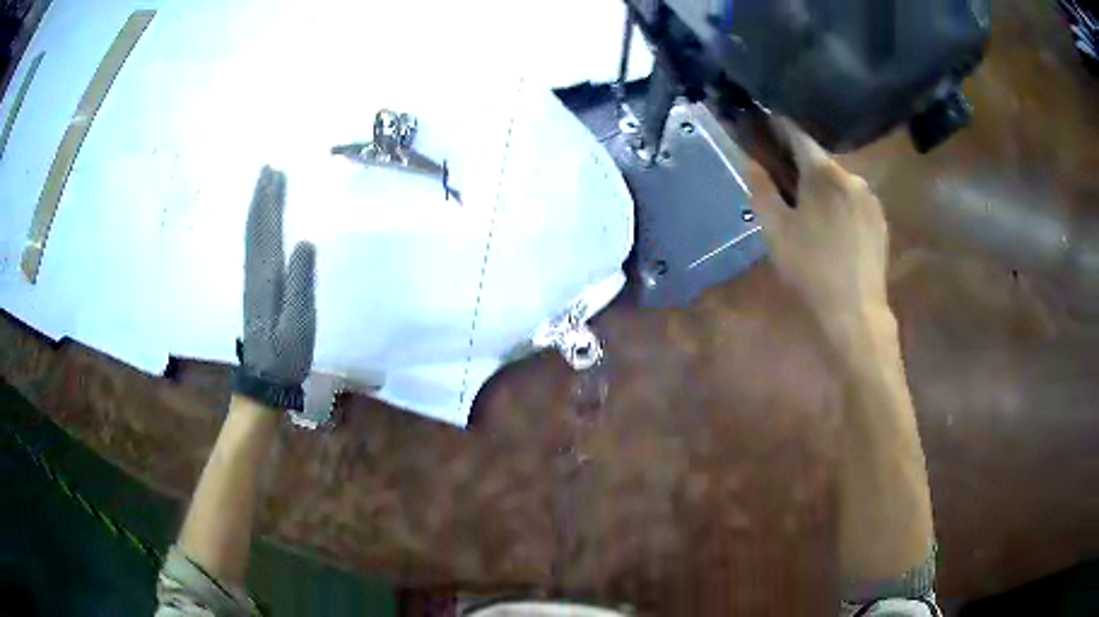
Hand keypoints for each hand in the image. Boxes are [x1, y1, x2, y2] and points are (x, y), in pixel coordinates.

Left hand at [231, 166, 316, 411]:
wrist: (265, 380)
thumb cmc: (287, 354)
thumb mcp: (299, 322)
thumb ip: (301, 283)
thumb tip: (305, 242)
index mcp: (267, 278)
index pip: (268, 231)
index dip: (271, 202)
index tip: (276, 173)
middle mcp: (255, 273)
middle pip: (256, 228)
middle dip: (261, 197)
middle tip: (268, 168)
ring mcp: (251, 281)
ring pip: (251, 236)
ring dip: (256, 209)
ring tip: (262, 186)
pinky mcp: (253, 289)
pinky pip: (251, 248)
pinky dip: (254, 228)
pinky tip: (258, 223)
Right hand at [751, 119, 889, 335]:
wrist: (855, 311)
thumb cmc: (810, 268)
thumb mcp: (775, 230)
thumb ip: (761, 188)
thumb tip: (751, 160)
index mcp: (823, 173)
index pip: (798, 135)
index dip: (779, 128)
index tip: (765, 124)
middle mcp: (852, 176)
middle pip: (820, 161)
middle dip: (802, 166)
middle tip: (786, 186)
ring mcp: (871, 198)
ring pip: (840, 182)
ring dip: (824, 188)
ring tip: (812, 214)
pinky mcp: (881, 220)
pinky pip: (855, 201)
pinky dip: (841, 205)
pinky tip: (835, 231)